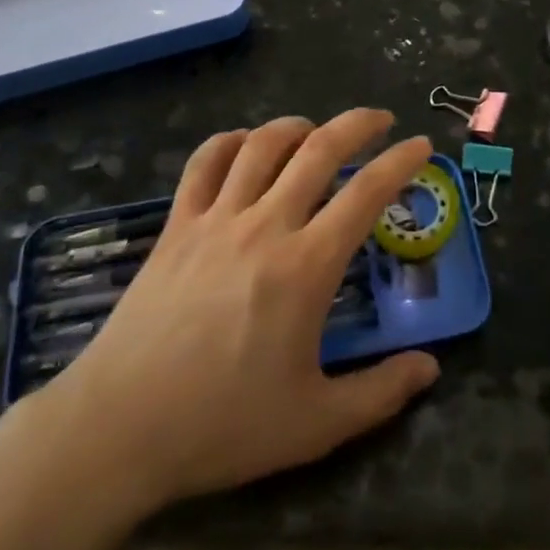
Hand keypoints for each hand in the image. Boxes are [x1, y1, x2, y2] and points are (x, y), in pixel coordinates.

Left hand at [56, 111, 439, 511]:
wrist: (119, 430)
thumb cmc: (223, 426)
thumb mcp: (315, 424)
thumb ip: (380, 392)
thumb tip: (430, 368)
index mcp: (306, 267)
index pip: (366, 194)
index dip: (400, 162)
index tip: (421, 145)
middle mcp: (265, 226)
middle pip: (319, 150)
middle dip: (358, 124)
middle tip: (381, 120)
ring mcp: (216, 220)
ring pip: (263, 145)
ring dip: (297, 126)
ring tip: (316, 131)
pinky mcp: (176, 225)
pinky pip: (205, 163)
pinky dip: (230, 142)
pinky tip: (245, 145)